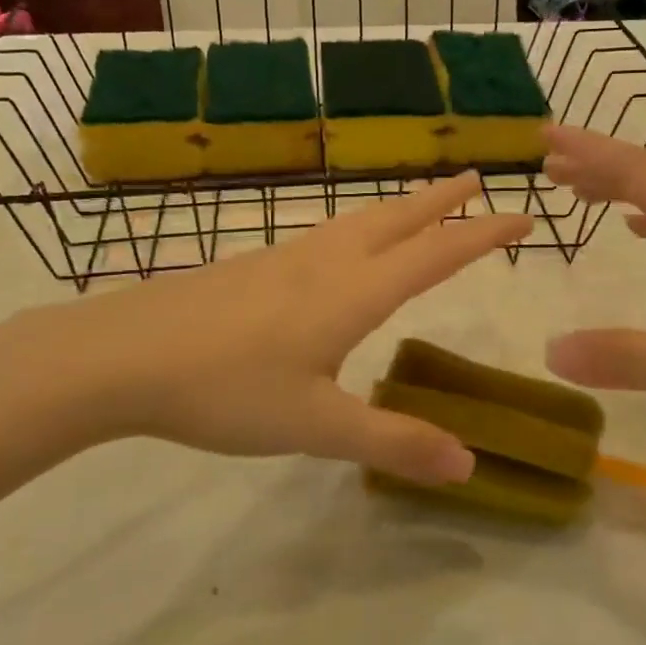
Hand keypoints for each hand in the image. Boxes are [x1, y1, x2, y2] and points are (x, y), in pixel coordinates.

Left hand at [0, 172, 531, 483]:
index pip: (436, 254)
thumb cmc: (225, 389)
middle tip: (476, 179)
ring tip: (419, 207)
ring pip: (358, 220)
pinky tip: (341, 247)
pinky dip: (358, 226)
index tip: (524, 216)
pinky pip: (324, 234)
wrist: (122, 355)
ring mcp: (284, 258)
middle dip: (442, 200)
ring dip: (399, 208)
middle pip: (397, 219)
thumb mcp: (314, 426)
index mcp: (352, 292)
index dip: (483, 234)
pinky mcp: (253, 265)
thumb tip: (470, 465)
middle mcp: (325, 261)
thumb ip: (392, 441)